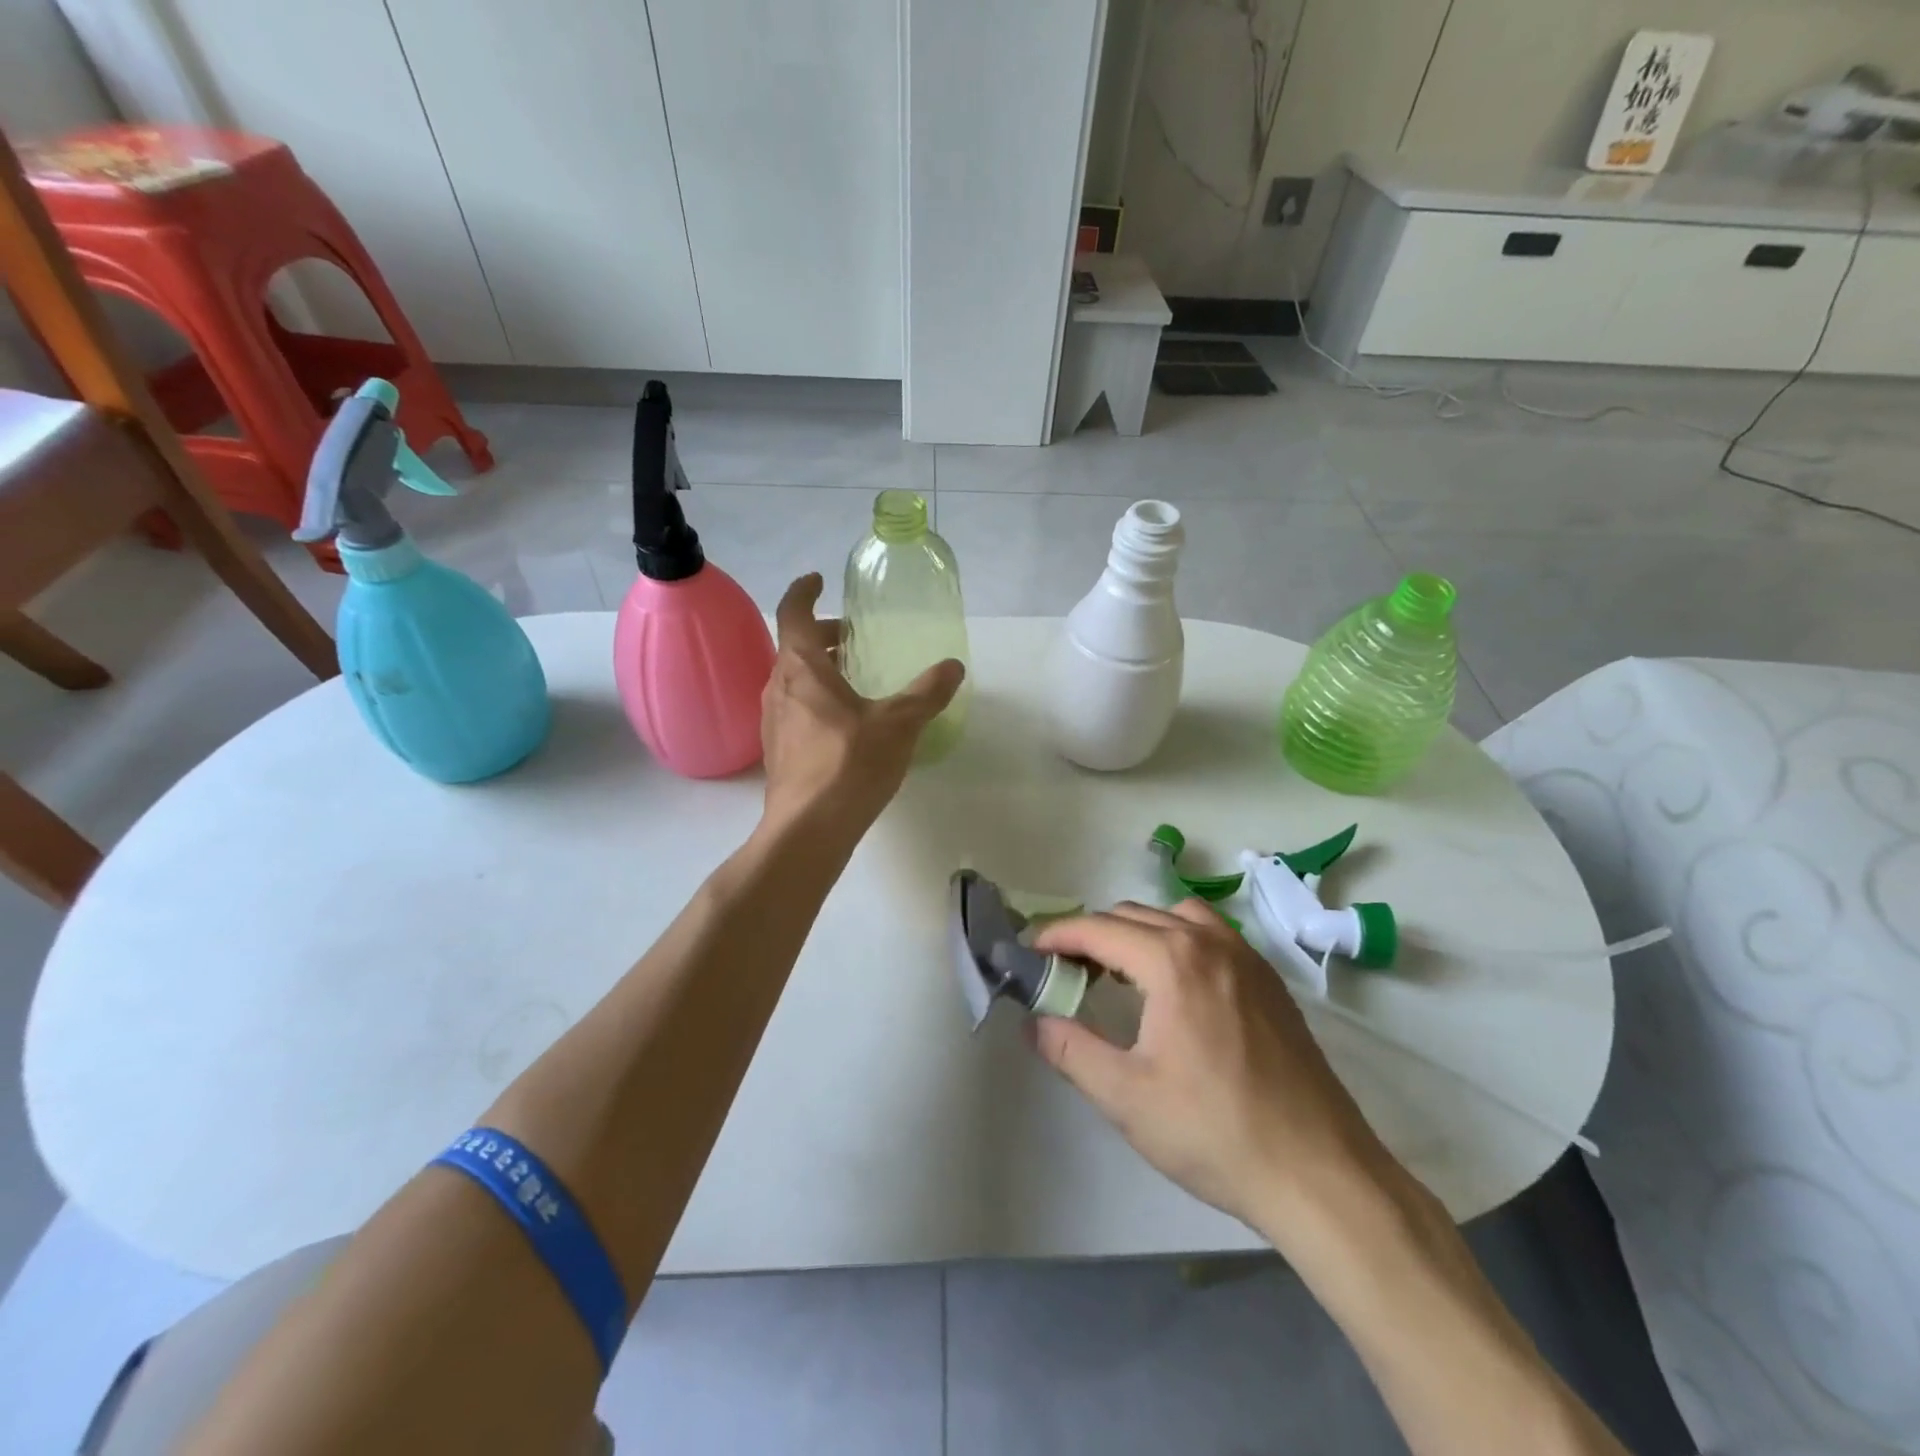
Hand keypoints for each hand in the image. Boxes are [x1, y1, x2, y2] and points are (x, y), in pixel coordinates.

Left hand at [760, 574, 963, 834]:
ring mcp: (773, 720)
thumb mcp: (899, 723)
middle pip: (796, 646)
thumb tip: (953, 667)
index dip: (803, 591)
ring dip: (820, 668)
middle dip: (824, 634)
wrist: (808, 829)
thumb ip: (927, 692)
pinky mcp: (777, 749)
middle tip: (855, 637)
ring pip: (794, 679)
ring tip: (855, 678)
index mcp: (802, 667)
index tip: (818, 579)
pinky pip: (795, 707)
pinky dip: (816, 698)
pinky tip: (845, 722)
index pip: (793, 612)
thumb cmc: (850, 764)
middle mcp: (779, 686)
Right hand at [1029, 900, 1393, 1240]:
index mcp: (1172, 961)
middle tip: (1066, 972)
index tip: (1031, 952)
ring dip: (1137, 931)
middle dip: (1092, 935)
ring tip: (1120, 973)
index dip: (1057, 936)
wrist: (1320, 1173)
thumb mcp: (1126, 1097)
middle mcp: (1209, 942)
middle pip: (1133, 915)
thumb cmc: (1215, 1133)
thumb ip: (1070, 1050)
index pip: (1098, 929)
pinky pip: (1211, 935)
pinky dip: (1177, 940)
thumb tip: (1034, 1022)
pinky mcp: (1270, 980)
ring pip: (1175, 916)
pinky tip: (1174, 986)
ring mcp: (1247, 957)